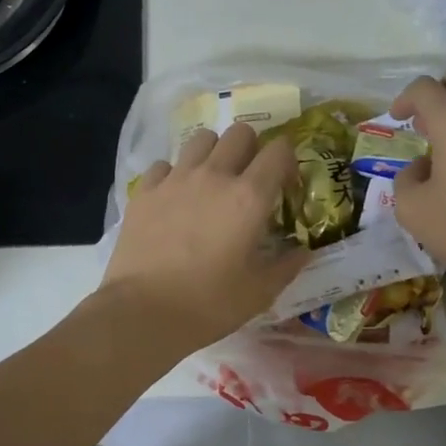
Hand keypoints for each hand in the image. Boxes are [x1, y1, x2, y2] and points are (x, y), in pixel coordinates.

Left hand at [100, 123, 307, 351]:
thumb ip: (286, 266)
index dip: (287, 159)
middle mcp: (214, 175)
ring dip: (213, 152)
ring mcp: (175, 179)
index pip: (279, 150)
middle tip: (248, 177)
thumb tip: (304, 252)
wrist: (142, 313)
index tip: (284, 182)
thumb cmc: (208, 304)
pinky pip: (164, 164)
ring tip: (211, 181)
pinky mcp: (145, 190)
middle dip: (251, 147)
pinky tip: (174, 198)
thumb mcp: (259, 292)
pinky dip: (174, 174)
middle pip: (240, 132)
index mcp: (249, 197)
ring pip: (201, 139)